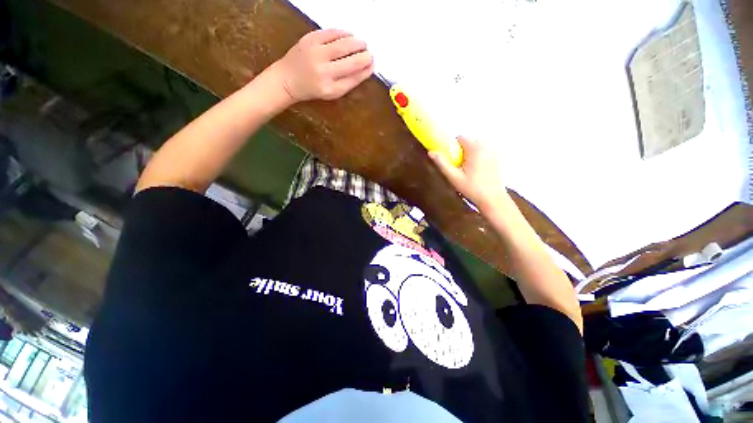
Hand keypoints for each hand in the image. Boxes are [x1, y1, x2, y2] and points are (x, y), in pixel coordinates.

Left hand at [274, 29, 373, 101]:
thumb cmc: (312, 89)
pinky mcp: (309, 39)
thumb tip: (366, 69)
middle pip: (351, 61)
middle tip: (370, 53)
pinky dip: (343, 33)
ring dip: (357, 43)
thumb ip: (348, 82)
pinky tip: (350, 35)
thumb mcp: (332, 92)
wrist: (287, 79)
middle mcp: (323, 72)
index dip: (366, 70)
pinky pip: (331, 33)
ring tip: (363, 44)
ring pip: (343, 45)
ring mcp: (315, 53)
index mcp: (330, 89)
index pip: (353, 78)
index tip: (373, 64)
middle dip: (364, 56)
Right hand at [429, 136, 508, 210]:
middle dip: (460, 152)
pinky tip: (475, 172)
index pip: (460, 138)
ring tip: (467, 171)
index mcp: (475, 148)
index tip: (451, 159)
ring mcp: (493, 151)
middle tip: (458, 168)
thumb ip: (442, 163)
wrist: (492, 199)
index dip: (452, 147)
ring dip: (468, 155)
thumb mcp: (454, 177)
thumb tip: (431, 153)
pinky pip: (482, 152)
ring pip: (475, 147)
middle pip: (467, 142)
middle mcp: (486, 146)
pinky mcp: (496, 158)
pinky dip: (476, 158)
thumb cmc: (473, 189)